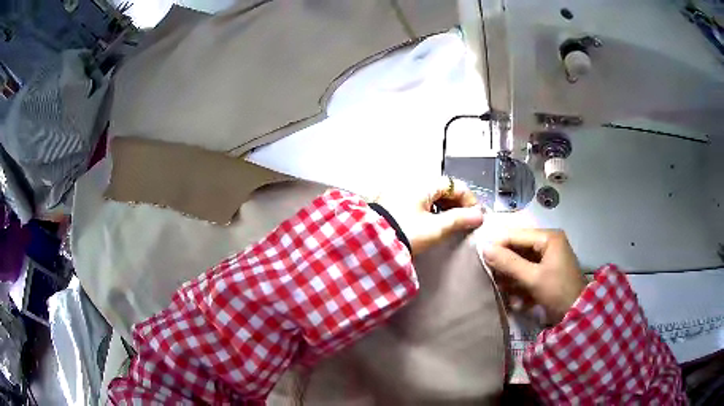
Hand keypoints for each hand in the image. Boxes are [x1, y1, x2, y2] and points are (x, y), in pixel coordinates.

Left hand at [375, 176, 484, 253]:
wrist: (373, 244)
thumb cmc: (404, 233)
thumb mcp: (435, 228)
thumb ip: (459, 219)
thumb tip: (478, 215)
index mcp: (423, 184)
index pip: (455, 185)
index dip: (469, 199)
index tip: (475, 215)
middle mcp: (412, 182)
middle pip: (444, 188)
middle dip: (457, 203)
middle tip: (465, 220)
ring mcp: (402, 190)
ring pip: (432, 195)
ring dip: (445, 207)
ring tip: (451, 223)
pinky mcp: (396, 201)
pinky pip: (421, 200)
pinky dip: (432, 209)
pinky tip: (434, 222)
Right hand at [482, 229, 586, 324]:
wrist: (577, 315)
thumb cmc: (557, 291)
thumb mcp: (532, 278)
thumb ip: (509, 263)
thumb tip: (484, 248)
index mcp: (548, 237)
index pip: (516, 235)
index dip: (498, 244)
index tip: (480, 257)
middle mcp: (548, 243)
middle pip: (518, 248)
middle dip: (505, 264)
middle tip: (490, 277)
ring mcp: (548, 258)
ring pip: (521, 262)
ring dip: (511, 277)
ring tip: (502, 290)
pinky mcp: (547, 272)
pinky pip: (527, 273)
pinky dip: (520, 284)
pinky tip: (516, 299)